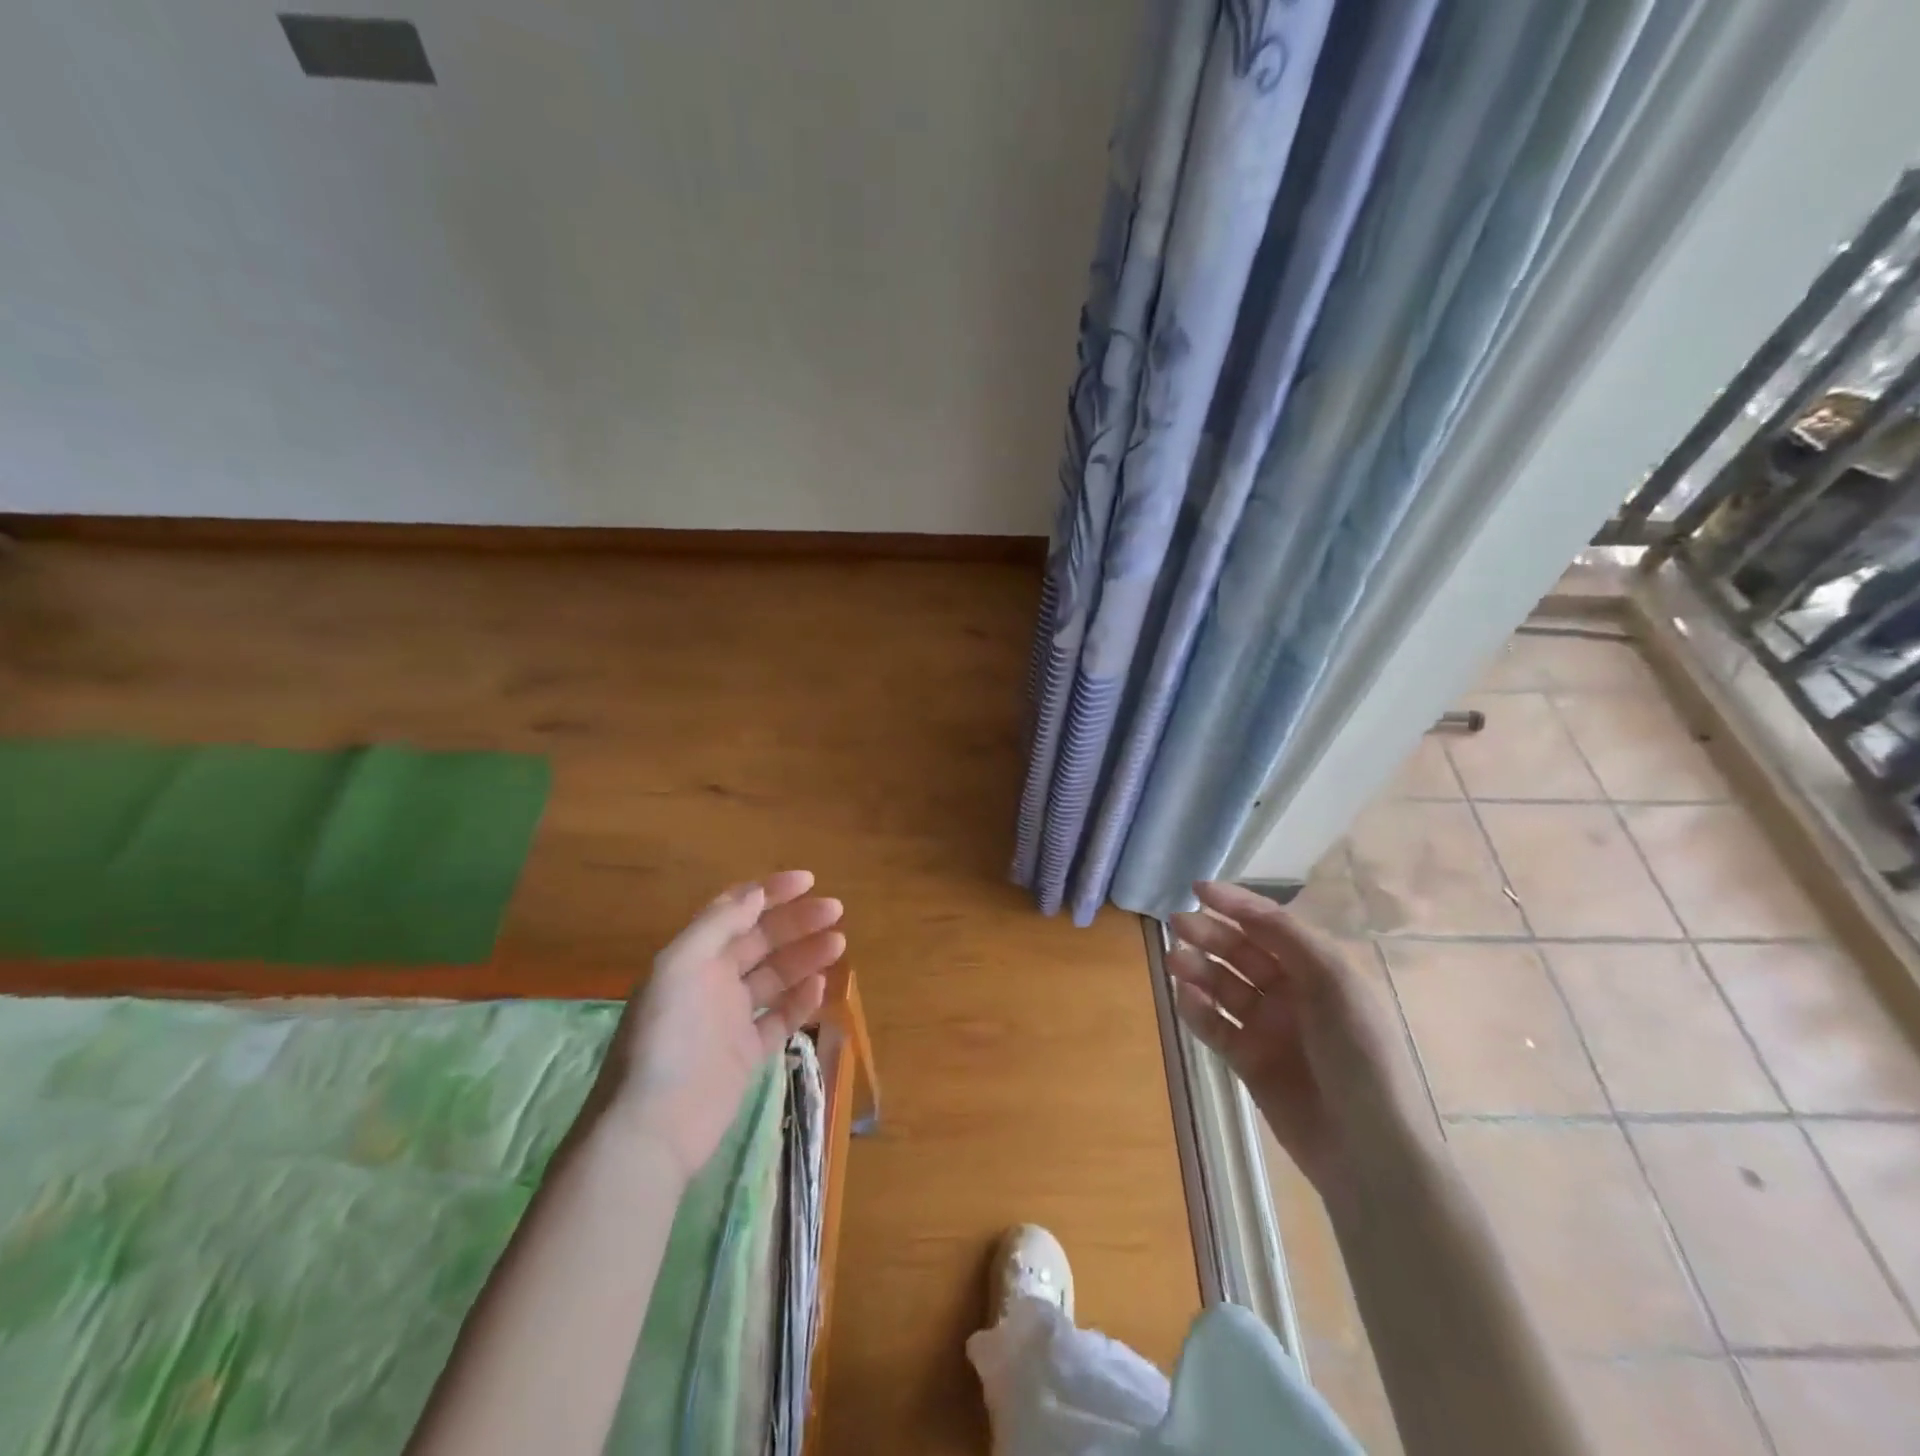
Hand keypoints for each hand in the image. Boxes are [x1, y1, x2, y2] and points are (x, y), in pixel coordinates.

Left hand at [600, 871, 846, 1181]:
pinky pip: (780, 1018)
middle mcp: (712, 981)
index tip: (809, 881)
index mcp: (693, 956)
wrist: (654, 1125)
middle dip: (797, 922)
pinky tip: (821, 986)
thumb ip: (718, 925)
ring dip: (806, 956)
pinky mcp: (747, 1053)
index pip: (736, 911)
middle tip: (836, 911)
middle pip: (762, 940)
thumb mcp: (681, 965)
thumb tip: (756, 892)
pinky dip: (801, 1000)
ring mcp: (731, 1018)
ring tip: (838, 943)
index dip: (771, 892)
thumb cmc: (666, 1036)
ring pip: (776, 976)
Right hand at [1168, 880, 1430, 1207]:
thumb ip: (1289, 938)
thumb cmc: (1360, 1056)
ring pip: (1223, 986)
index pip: (1270, 925)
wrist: (1368, 1151)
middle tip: (1176, 924)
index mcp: (1318, 970)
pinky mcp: (1248, 1061)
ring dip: (1198, 969)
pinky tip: (1184, 998)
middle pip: (1241, 952)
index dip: (1235, 904)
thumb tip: (1244, 907)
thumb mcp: (1336, 984)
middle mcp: (1292, 993)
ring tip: (1173, 961)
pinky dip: (1197, 1010)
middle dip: (1210, 934)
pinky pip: (1215, 1026)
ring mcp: (1268, 1028)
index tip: (1197, 889)